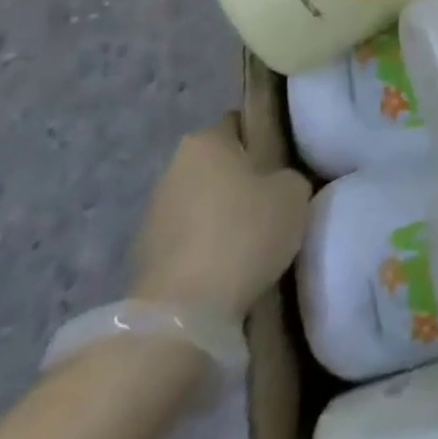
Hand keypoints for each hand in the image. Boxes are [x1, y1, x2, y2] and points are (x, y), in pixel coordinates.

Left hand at [128, 116, 310, 318]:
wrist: (182, 314)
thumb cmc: (243, 234)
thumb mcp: (293, 193)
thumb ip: (288, 177)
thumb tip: (278, 183)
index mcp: (206, 140)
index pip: (240, 124)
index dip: (264, 141)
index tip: (283, 166)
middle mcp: (174, 166)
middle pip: (219, 164)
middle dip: (241, 180)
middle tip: (272, 204)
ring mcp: (154, 212)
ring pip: (201, 202)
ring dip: (221, 215)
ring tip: (250, 242)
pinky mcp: (144, 255)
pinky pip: (188, 239)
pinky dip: (204, 248)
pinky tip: (226, 268)